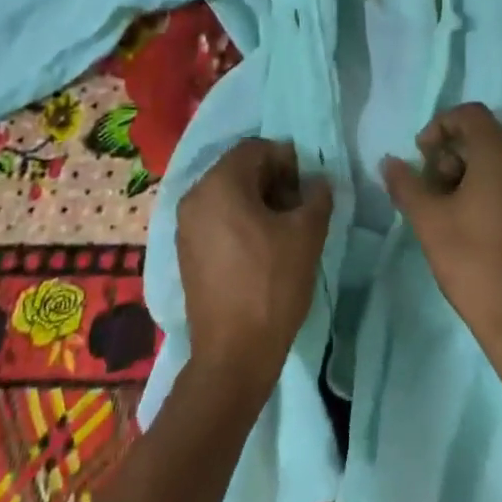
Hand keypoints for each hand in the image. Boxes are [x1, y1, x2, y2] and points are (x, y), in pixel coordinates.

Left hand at [177, 139, 333, 403]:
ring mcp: (185, 225)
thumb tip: (316, 182)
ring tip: (284, 229)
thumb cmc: (272, 284)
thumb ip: (316, 196)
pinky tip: (261, 247)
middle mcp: (194, 196)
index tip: (307, 187)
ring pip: (227, 194)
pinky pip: (216, 218)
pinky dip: (239, 220)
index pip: (256, 148)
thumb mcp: (307, 234)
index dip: (287, 160)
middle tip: (300, 206)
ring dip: (257, 200)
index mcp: (219, 184)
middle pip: (239, 169)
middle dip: (273, 180)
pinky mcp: (186, 250)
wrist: (233, 353)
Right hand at [381, 103, 501, 379]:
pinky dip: (494, 188)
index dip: (439, 126)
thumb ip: (406, 184)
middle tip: (432, 190)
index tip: (421, 157)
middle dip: (452, 154)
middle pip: (486, 136)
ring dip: (471, 172)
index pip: (470, 114)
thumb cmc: (474, 264)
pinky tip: (476, 224)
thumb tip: (390, 161)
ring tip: (450, 211)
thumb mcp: (429, 221)